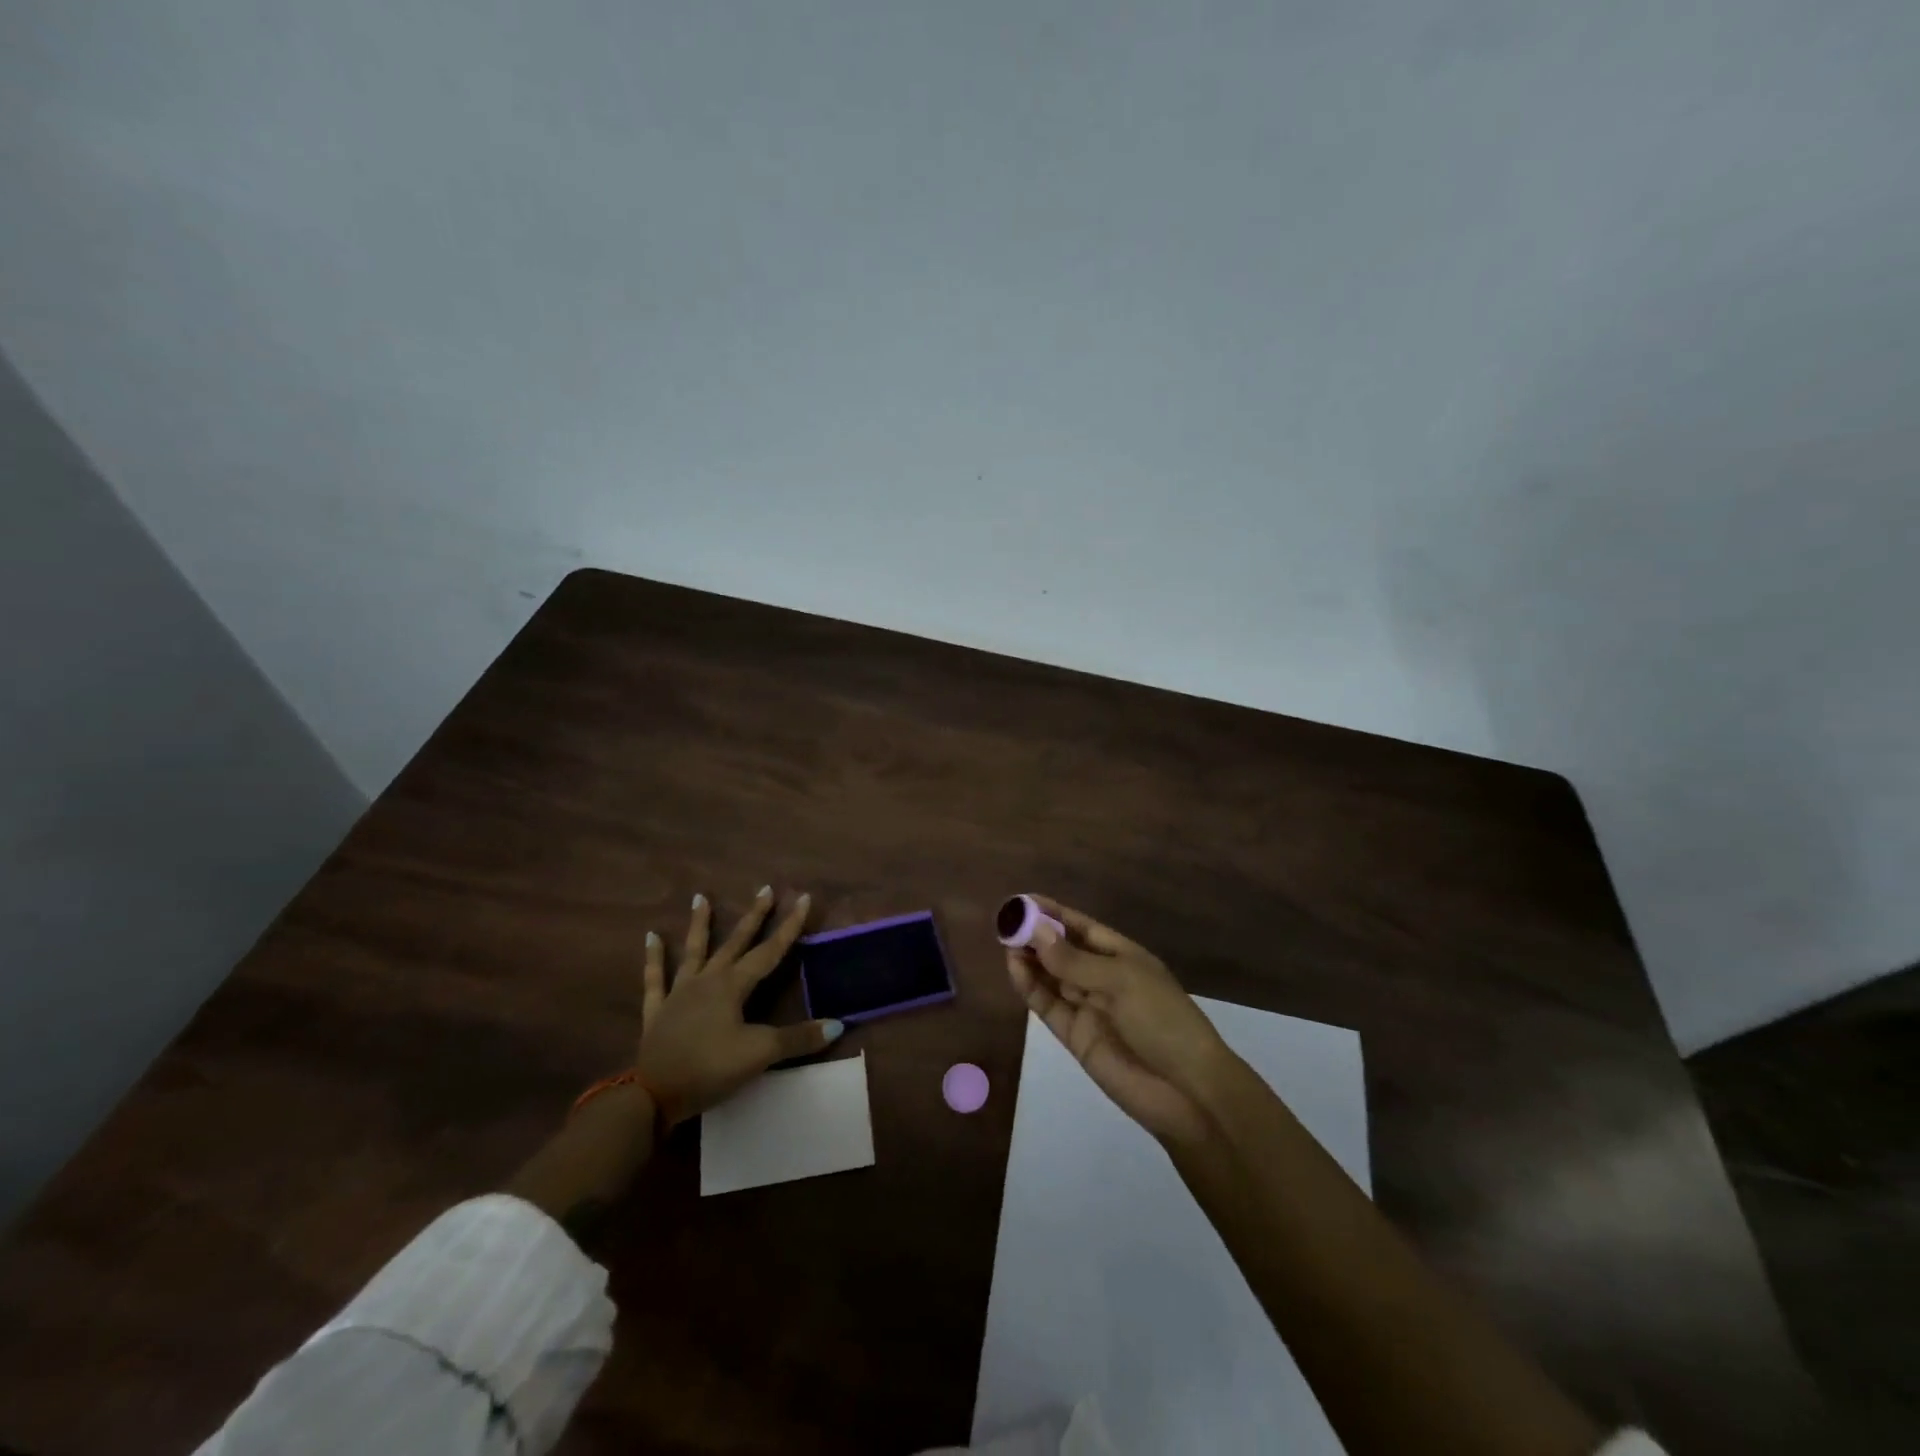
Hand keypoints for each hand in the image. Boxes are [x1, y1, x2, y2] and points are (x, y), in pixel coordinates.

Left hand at [634, 886, 843, 1125]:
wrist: (653, 1094)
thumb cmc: (710, 1068)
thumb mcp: (760, 1054)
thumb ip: (798, 1038)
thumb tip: (838, 1025)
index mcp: (733, 985)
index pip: (769, 951)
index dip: (789, 926)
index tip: (803, 898)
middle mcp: (707, 980)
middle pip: (735, 942)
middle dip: (753, 916)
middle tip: (765, 888)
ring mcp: (679, 993)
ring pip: (693, 951)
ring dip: (700, 924)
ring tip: (701, 897)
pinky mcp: (658, 1011)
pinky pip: (655, 978)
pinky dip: (653, 957)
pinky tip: (651, 936)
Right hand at [1005, 894, 1233, 1146]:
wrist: (1187, 1091)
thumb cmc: (1162, 1020)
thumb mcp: (1121, 981)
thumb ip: (1075, 960)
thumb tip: (1036, 931)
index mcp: (1123, 956)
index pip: (1083, 928)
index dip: (1054, 914)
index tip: (1024, 901)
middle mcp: (1103, 978)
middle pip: (1064, 952)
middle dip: (1036, 937)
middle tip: (1005, 923)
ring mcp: (1089, 1008)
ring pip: (1052, 977)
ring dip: (1030, 960)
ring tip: (1005, 943)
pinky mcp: (1076, 1036)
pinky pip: (1048, 1006)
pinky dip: (1031, 988)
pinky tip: (1015, 969)